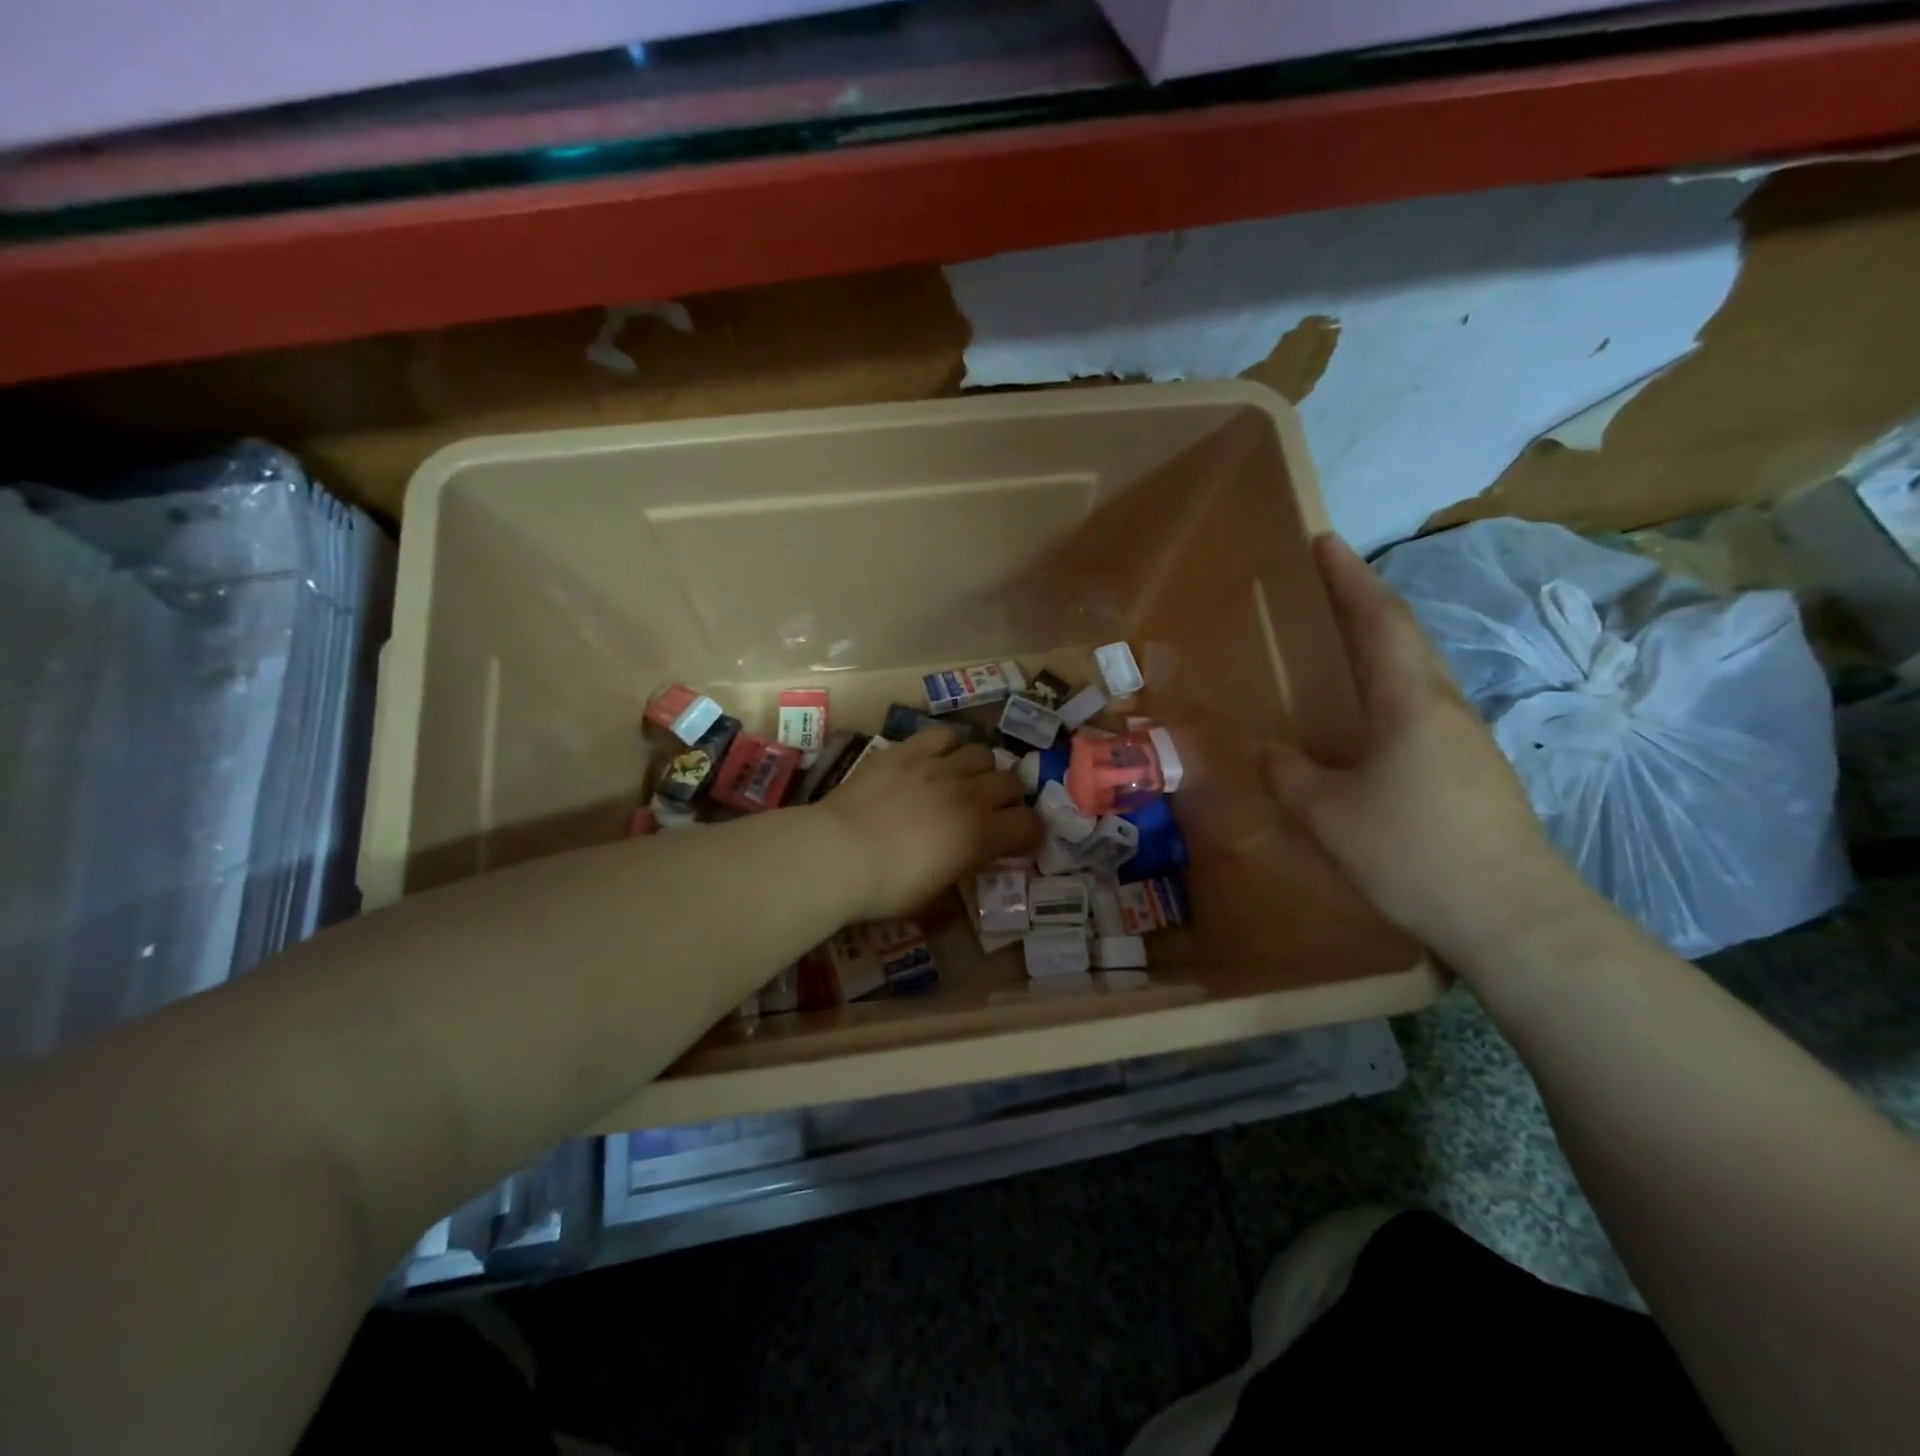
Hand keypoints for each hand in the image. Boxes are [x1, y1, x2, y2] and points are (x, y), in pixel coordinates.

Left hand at [817, 728, 1041, 922]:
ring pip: (982, 753)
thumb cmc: (885, 888)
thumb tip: (966, 875)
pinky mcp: (908, 750)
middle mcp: (968, 794)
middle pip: (1011, 782)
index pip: (1029, 825)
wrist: (836, 854)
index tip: (1017, 842)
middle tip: (990, 811)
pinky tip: (937, 759)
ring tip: (964, 782)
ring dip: (981, 770)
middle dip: (1008, 799)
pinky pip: (944, 735)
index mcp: (980, 836)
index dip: (1028, 834)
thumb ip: (958, 884)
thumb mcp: (930, 901)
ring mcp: (938, 767)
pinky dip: (949, 746)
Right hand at [1263, 534, 1587, 960]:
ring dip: (1381, 644)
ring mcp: (1465, 740)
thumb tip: (1264, 750)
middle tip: (1326, 585)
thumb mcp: (1329, 814)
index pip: (1379, 621)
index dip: (1349, 578)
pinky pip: (1421, 709)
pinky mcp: (1472, 771)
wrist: (1511, 917)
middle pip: (1406, 637)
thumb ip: (1289, 775)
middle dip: (1365, 602)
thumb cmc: (1413, 851)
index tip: (1324, 540)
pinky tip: (1367, 717)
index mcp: (1410, 702)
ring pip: (1418, 673)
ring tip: (1341, 642)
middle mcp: (1444, 707)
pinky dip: (1389, 689)